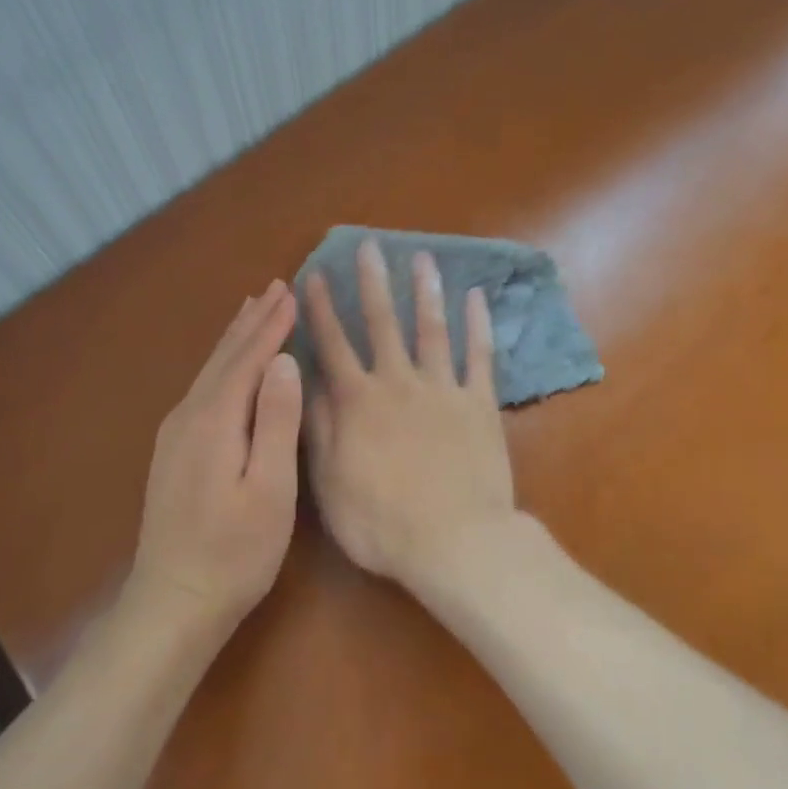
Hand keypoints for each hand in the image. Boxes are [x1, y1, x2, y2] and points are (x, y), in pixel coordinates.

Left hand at [130, 282, 302, 628]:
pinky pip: (203, 388)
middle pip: (225, 357)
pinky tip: (227, 365)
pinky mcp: (174, 449)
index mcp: (215, 420)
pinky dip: (222, 364)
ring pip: (210, 370)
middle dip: (253, 321)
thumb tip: (284, 361)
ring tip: (252, 308)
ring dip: (235, 338)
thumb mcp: (270, 489)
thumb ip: (276, 422)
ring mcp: (176, 433)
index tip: (294, 292)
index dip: (273, 326)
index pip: (249, 359)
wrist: (174, 599)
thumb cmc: (235, 551)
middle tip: (276, 286)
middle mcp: (189, 415)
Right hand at [303, 239, 516, 586]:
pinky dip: (478, 325)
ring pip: (432, 329)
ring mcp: (443, 389)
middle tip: (370, 246)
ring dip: (426, 291)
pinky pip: (480, 356)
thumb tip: (307, 383)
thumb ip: (318, 429)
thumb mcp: (329, 483)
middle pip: (383, 324)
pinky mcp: (480, 404)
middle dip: (374, 283)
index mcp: (358, 402)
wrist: (455, 542)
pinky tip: (476, 297)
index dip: (322, 310)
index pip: (333, 345)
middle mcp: (398, 383)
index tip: (316, 275)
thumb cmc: (382, 522)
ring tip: (423, 257)